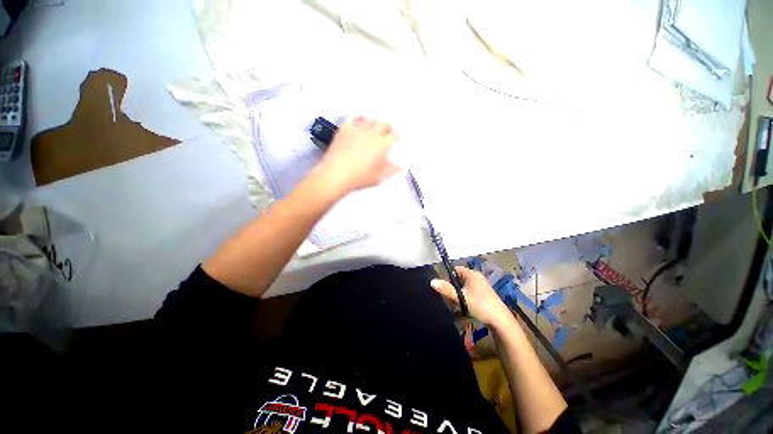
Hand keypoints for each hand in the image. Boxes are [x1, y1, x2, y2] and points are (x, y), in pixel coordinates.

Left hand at [315, 116, 401, 193]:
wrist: (336, 174)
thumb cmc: (360, 177)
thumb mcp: (379, 176)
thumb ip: (392, 170)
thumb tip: (402, 166)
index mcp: (382, 144)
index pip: (394, 135)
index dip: (397, 137)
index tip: (397, 141)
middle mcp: (372, 133)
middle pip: (384, 123)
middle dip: (388, 127)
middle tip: (387, 134)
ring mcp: (358, 129)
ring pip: (370, 119)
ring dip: (375, 123)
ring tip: (374, 129)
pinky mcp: (345, 128)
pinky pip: (354, 117)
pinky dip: (359, 118)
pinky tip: (360, 121)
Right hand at [431, 266, 512, 327]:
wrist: (500, 321)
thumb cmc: (480, 305)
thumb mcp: (461, 297)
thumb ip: (446, 289)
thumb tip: (432, 281)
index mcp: (471, 274)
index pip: (455, 269)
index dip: (447, 276)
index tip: (443, 287)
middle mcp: (476, 277)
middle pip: (458, 279)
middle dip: (453, 289)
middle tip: (450, 299)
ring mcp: (481, 286)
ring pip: (463, 287)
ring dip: (458, 296)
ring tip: (457, 306)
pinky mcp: (483, 294)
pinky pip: (469, 293)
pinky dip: (465, 299)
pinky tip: (464, 308)